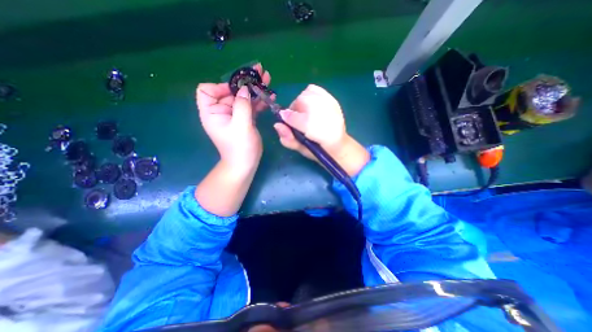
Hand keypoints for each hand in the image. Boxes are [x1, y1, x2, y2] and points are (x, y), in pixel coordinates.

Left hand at [198, 64, 273, 173]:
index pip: (207, 90)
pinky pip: (251, 107)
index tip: (237, 89)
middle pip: (230, 91)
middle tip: (260, 71)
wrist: (246, 164)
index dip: (221, 86)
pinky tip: (270, 96)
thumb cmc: (240, 148)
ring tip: (268, 78)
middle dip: (245, 82)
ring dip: (255, 89)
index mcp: (212, 112)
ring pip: (243, 98)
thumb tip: (245, 89)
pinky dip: (259, 101)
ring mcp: (235, 115)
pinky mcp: (245, 120)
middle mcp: (222, 111)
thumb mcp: (241, 126)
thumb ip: (242, 106)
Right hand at [274, 84, 368, 176]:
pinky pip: (314, 90)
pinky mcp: (332, 99)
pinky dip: (308, 95)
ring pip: (306, 94)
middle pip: (299, 102)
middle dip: (295, 111)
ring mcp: (329, 105)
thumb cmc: (318, 149)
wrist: (338, 144)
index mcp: (316, 131)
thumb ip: (288, 140)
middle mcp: (324, 114)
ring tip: (306, 114)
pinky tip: (311, 105)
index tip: (286, 123)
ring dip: (301, 103)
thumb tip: (277, 125)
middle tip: (298, 121)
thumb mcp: (301, 149)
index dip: (287, 119)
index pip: (294, 117)